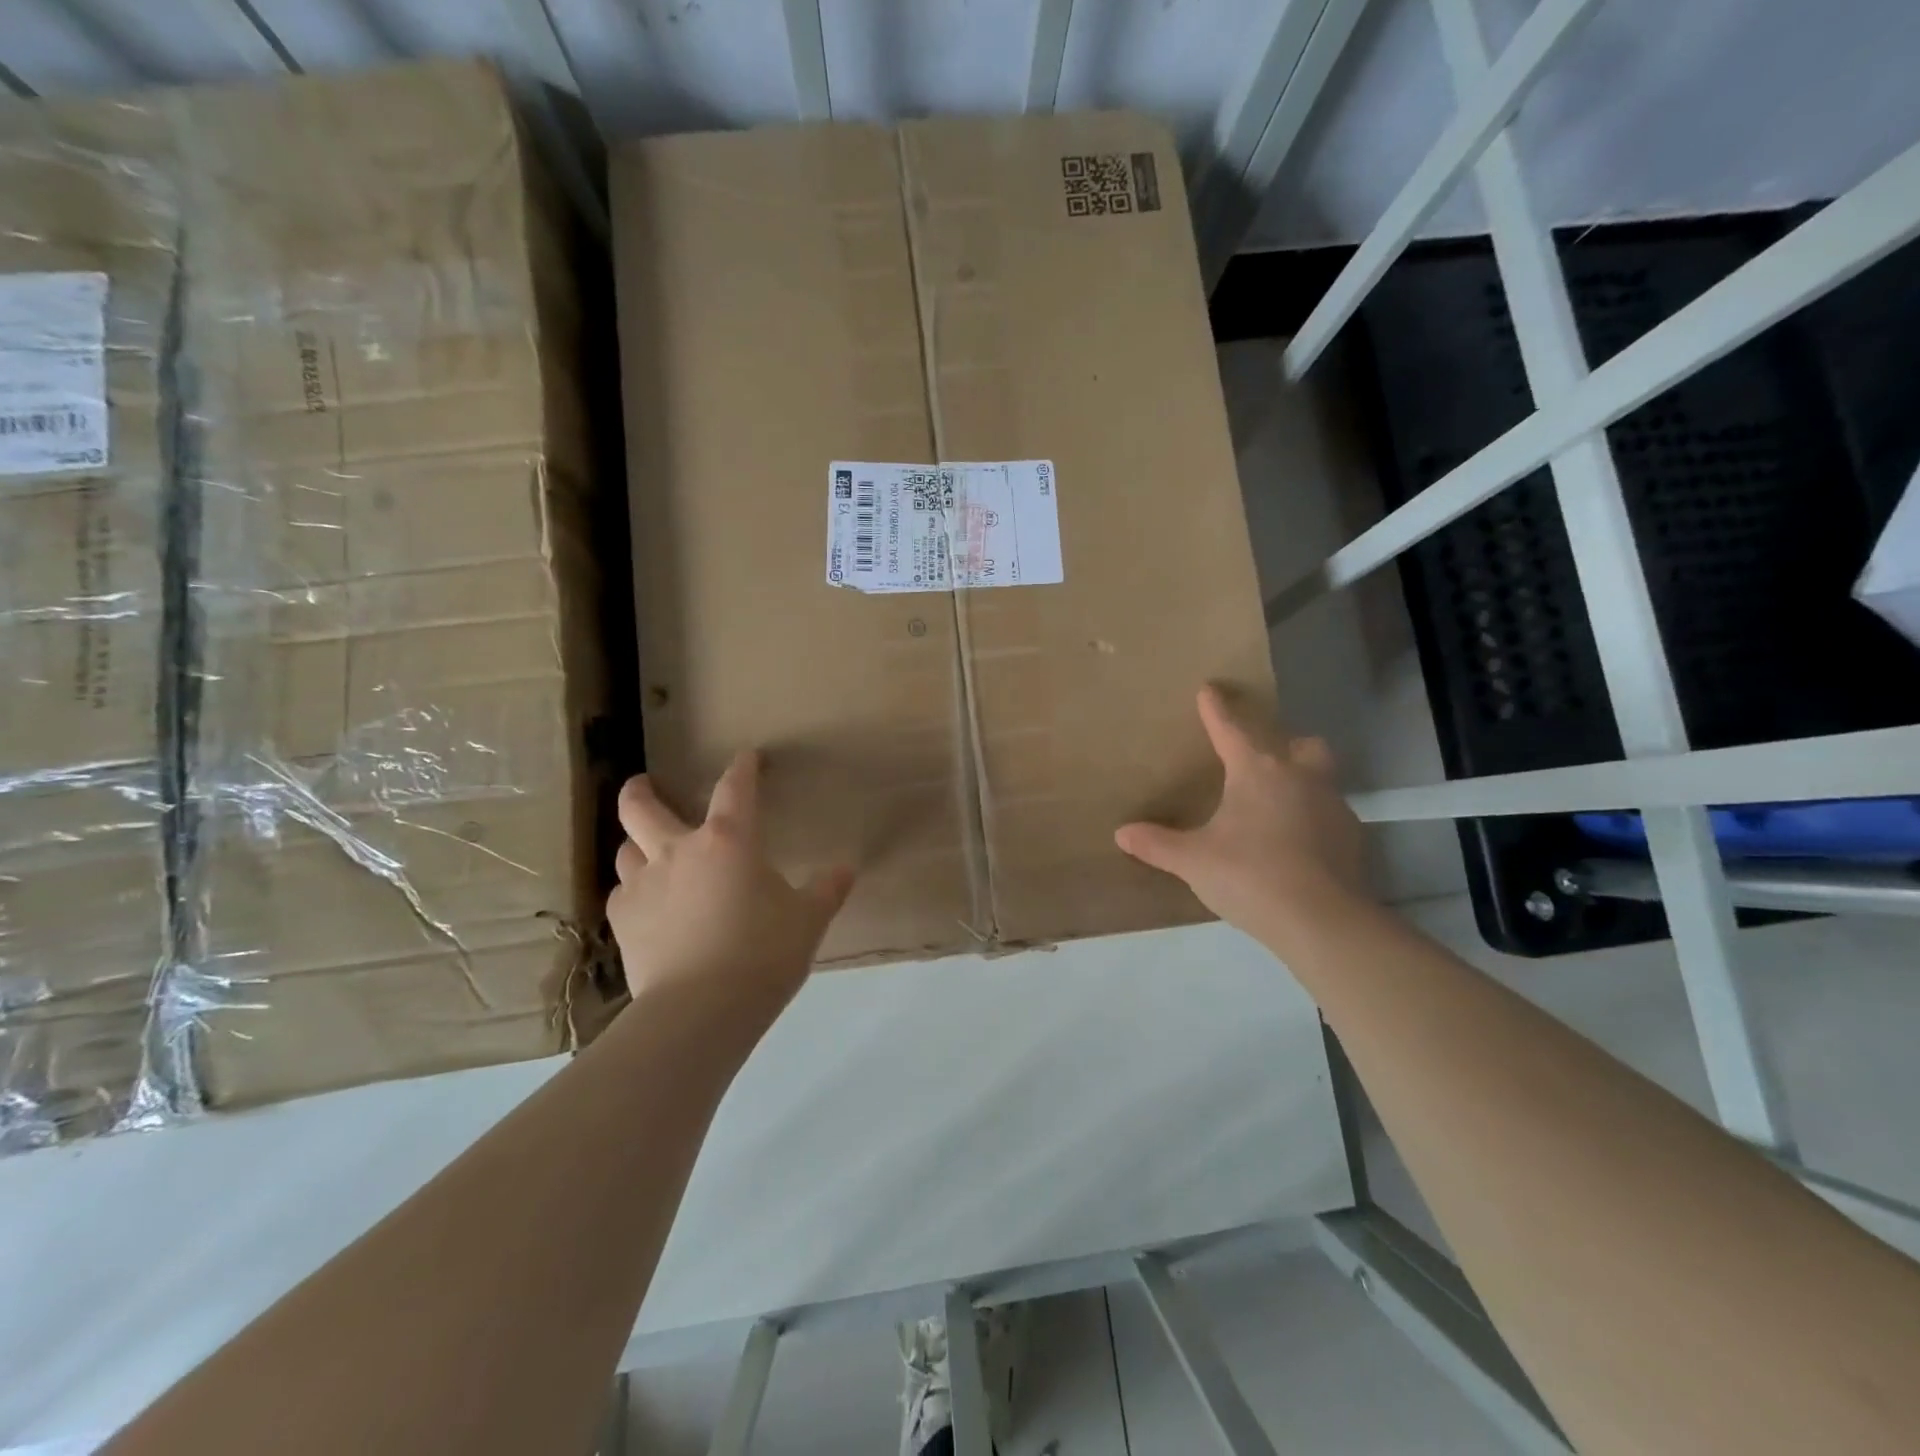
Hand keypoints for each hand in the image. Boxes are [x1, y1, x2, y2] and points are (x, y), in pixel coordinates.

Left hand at [610, 751, 853, 1023]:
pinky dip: (635, 891)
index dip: (742, 768)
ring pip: (626, 849)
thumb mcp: (807, 921)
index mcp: (729, 840)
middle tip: (643, 784)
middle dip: (640, 790)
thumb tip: (847, 869)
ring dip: (636, 844)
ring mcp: (644, 885)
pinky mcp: (624, 922)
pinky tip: (648, 907)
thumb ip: (826, 890)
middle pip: (641, 808)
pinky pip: (623, 893)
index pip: (735, 788)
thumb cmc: (762, 955)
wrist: (700, 1010)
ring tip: (647, 852)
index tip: (747, 757)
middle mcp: (678, 851)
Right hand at [1115, 686, 1366, 950]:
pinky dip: (1313, 820)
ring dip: (1301, 782)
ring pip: (1320, 777)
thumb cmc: (1250, 876)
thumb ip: (1158, 844)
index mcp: (1257, 772)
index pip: (1230, 730)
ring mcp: (1332, 806)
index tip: (1209, 689)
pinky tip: (1297, 846)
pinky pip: (1330, 815)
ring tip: (1276, 808)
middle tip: (1262, 760)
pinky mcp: (1352, 838)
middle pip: (1299, 744)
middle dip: (1282, 744)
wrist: (1322, 921)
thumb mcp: (1194, 861)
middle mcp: (1300, 778)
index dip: (1216, 709)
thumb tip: (1122, 833)